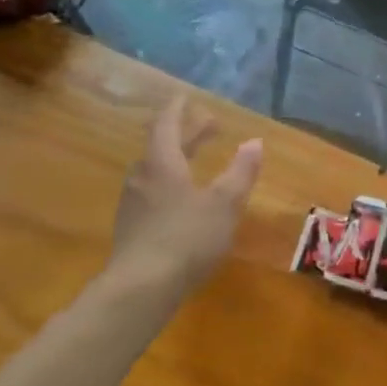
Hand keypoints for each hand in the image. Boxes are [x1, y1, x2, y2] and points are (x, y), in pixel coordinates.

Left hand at [108, 94, 262, 300]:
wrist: (142, 287)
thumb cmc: (187, 237)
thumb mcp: (224, 204)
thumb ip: (240, 172)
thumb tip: (254, 142)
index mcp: (162, 164)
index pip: (166, 126)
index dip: (177, 110)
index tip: (186, 98)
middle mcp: (142, 178)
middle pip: (161, 148)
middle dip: (186, 135)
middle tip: (210, 127)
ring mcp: (133, 205)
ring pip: (155, 172)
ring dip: (177, 160)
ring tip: (198, 163)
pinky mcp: (132, 229)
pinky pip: (153, 194)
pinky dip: (171, 184)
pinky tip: (184, 201)